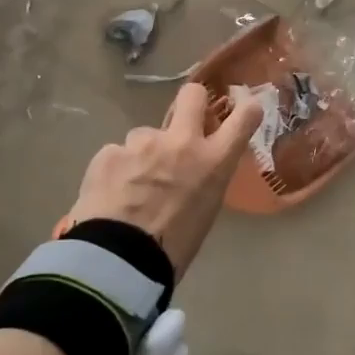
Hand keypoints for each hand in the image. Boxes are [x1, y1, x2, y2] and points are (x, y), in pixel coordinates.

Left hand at [65, 84, 259, 277]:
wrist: (121, 259)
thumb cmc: (174, 247)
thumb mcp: (205, 212)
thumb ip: (202, 180)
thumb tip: (191, 172)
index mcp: (213, 162)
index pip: (242, 119)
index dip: (245, 110)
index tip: (243, 109)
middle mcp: (181, 142)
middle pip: (192, 95)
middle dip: (192, 102)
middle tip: (184, 120)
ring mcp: (142, 143)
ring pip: (145, 135)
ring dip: (143, 153)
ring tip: (132, 186)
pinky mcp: (109, 152)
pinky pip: (116, 155)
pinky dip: (116, 171)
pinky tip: (111, 195)